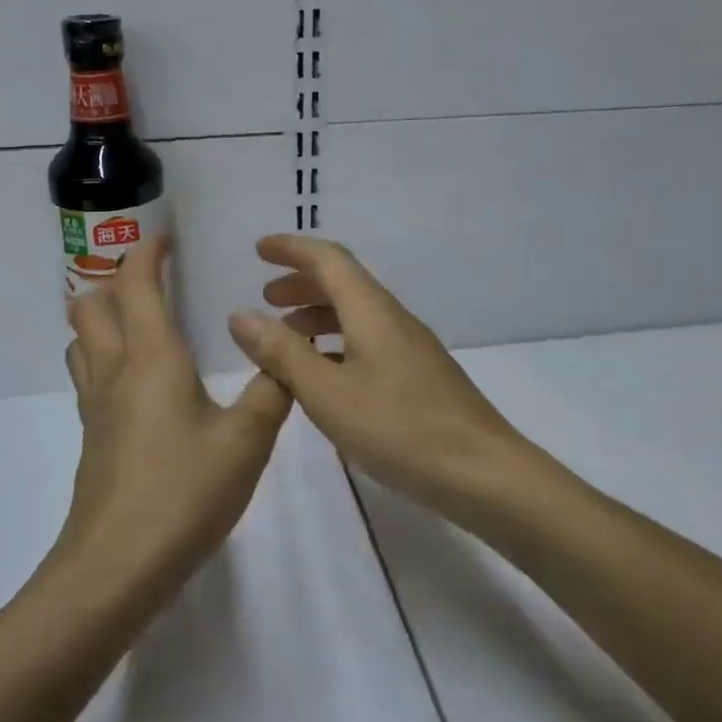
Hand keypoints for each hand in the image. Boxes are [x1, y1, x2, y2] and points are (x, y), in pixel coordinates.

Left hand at [62, 234, 292, 583]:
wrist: (117, 567)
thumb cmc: (183, 493)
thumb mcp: (247, 441)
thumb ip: (272, 392)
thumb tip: (285, 357)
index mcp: (151, 358)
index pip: (136, 285)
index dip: (145, 253)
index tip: (164, 238)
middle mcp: (115, 372)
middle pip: (90, 305)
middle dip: (115, 280)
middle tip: (152, 279)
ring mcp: (96, 408)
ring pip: (82, 341)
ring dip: (102, 318)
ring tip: (140, 321)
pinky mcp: (93, 439)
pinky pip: (90, 377)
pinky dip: (105, 357)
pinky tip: (140, 383)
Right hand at [227, 235, 532, 516]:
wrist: (482, 473)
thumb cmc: (399, 428)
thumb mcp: (328, 393)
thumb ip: (282, 353)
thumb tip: (240, 314)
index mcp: (372, 311)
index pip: (329, 259)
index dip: (292, 249)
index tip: (258, 249)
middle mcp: (393, 319)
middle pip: (344, 283)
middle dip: (301, 283)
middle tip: (266, 297)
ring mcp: (410, 348)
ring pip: (356, 314)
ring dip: (318, 316)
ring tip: (286, 338)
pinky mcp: (418, 376)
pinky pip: (368, 341)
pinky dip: (337, 344)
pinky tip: (325, 374)